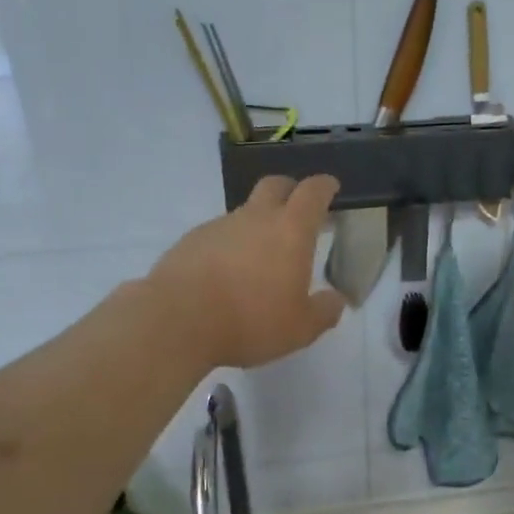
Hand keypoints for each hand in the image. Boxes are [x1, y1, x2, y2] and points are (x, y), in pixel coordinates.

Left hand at [147, 175, 347, 369]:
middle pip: (275, 185)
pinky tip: (227, 274)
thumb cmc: (250, 320)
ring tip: (260, 257)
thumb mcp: (300, 328)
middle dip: (290, 190)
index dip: (325, 186)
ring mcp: (219, 226)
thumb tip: (335, 300)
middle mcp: (255, 218)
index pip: (312, 192)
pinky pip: (218, 234)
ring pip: (244, 212)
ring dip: (257, 224)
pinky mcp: (191, 241)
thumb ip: (324, 312)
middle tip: (297, 209)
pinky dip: (230, 245)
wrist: (177, 320)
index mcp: (290, 230)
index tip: (331, 187)